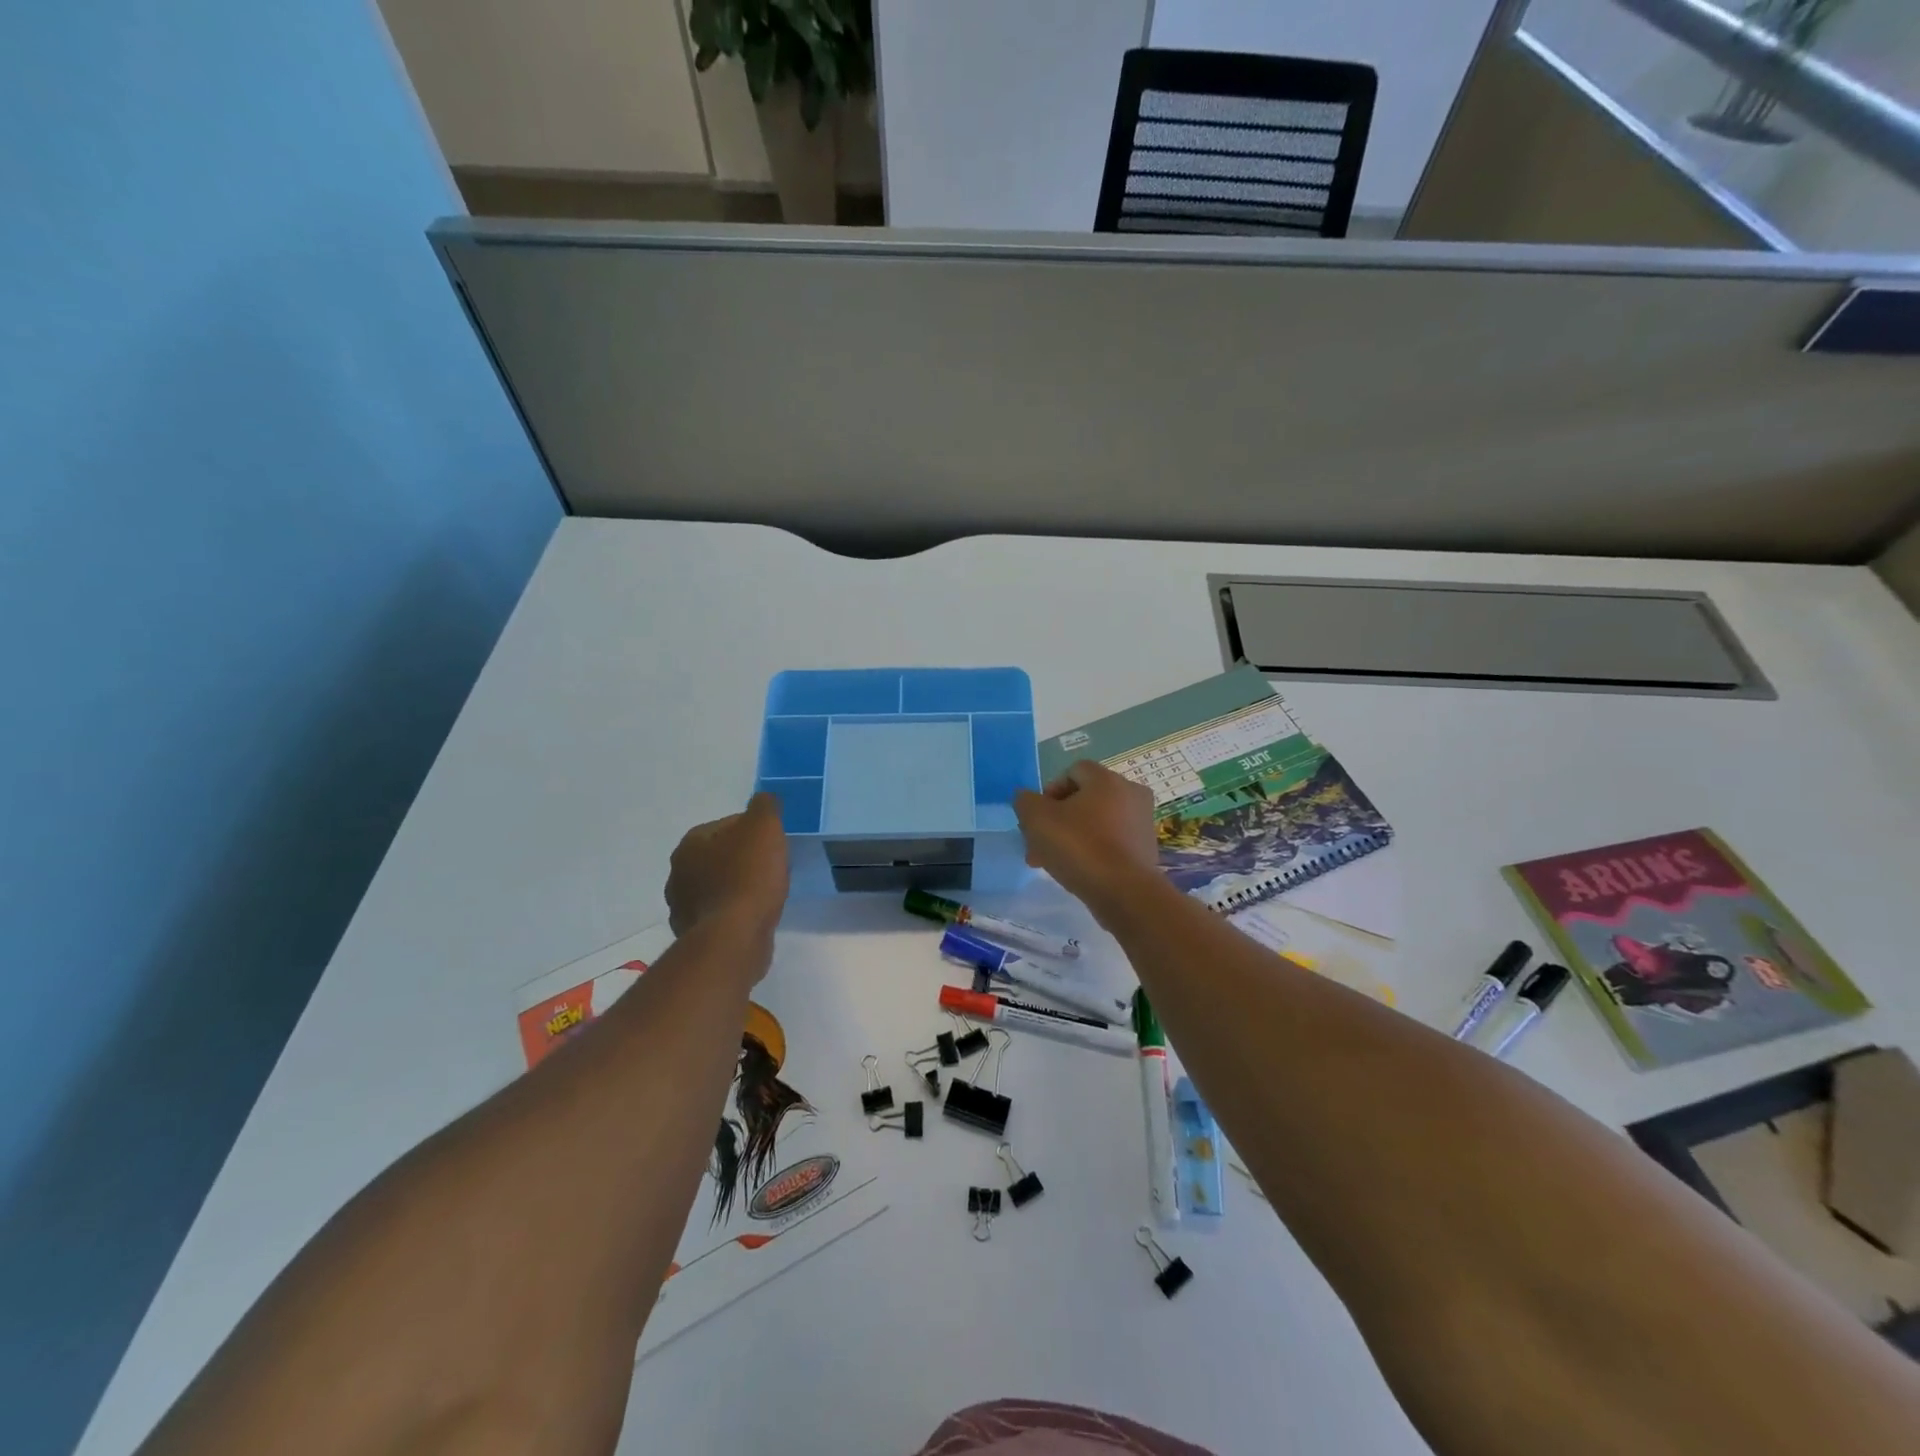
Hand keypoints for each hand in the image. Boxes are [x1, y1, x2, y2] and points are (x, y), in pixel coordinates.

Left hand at [665, 793, 789, 946]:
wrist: (734, 937)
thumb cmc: (748, 877)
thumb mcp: (764, 827)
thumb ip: (764, 806)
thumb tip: (763, 800)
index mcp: (691, 843)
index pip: (729, 825)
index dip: (756, 833)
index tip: (775, 846)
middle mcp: (678, 872)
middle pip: (721, 856)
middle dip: (745, 860)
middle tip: (772, 870)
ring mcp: (682, 906)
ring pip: (718, 886)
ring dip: (738, 888)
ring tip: (765, 896)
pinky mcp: (693, 935)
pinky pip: (719, 914)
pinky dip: (734, 913)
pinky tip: (753, 918)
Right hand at [1013, 761, 1160, 917]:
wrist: (1124, 892)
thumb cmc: (1079, 846)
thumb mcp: (1036, 819)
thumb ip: (1025, 801)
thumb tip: (1028, 799)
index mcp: (1107, 779)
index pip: (1073, 771)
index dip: (1049, 791)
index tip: (1037, 817)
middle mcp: (1130, 793)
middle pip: (1085, 799)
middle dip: (1057, 820)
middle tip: (1038, 844)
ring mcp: (1142, 822)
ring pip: (1097, 822)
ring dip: (1072, 837)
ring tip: (1052, 863)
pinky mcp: (1146, 849)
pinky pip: (1112, 842)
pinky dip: (1093, 851)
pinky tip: (1077, 871)